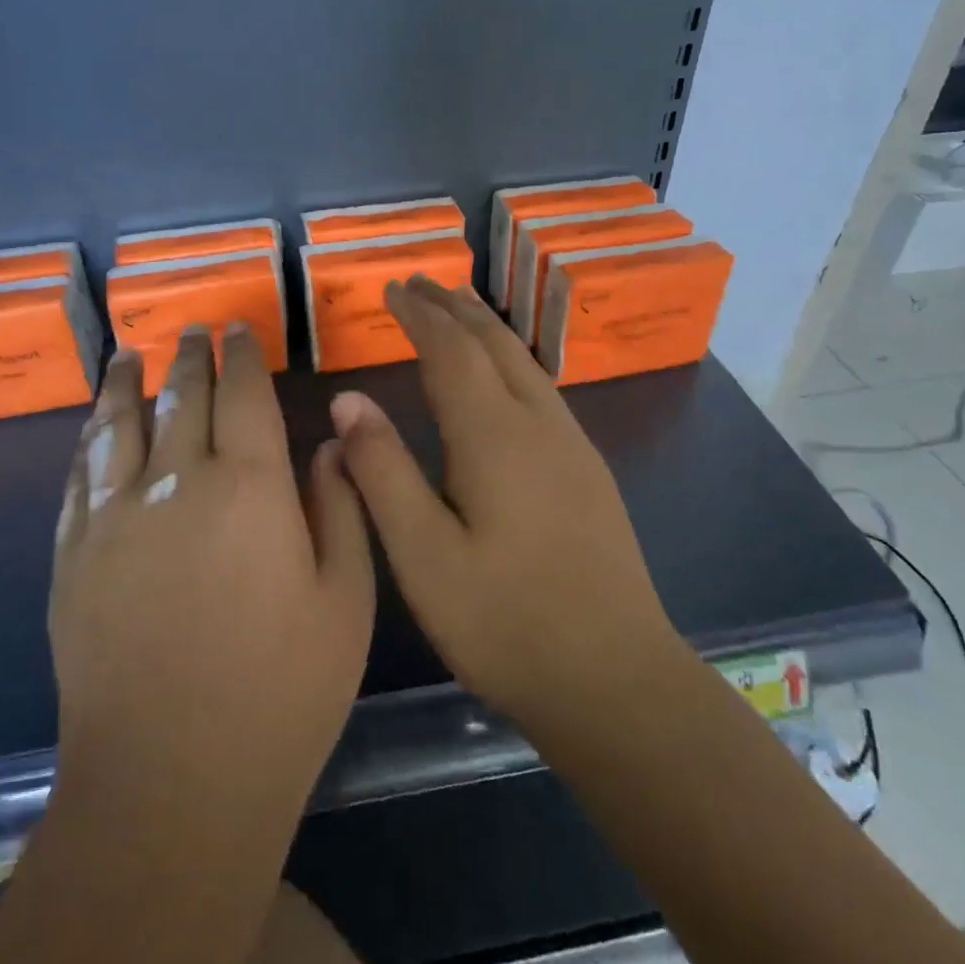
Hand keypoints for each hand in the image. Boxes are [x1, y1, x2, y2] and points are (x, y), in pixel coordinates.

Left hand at [51, 324, 374, 827]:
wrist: (170, 782)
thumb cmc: (280, 693)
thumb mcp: (344, 602)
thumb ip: (341, 510)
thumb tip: (328, 445)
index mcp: (250, 487)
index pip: (244, 394)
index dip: (241, 355)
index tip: (237, 328)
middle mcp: (177, 480)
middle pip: (181, 396)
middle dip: (190, 356)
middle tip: (192, 330)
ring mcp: (115, 515)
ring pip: (118, 423)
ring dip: (126, 381)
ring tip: (128, 352)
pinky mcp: (74, 553)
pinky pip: (79, 474)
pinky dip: (89, 438)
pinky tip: (93, 425)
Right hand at [328, 277, 683, 740]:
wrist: (616, 680)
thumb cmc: (505, 621)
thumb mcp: (422, 553)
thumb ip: (382, 470)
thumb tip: (348, 399)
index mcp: (494, 434)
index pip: (451, 350)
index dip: (419, 314)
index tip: (392, 288)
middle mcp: (538, 424)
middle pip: (494, 343)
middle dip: (455, 307)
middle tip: (420, 283)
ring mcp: (572, 447)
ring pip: (524, 362)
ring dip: (486, 328)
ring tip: (457, 311)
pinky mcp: (588, 472)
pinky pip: (541, 389)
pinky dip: (509, 360)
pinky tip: (502, 379)